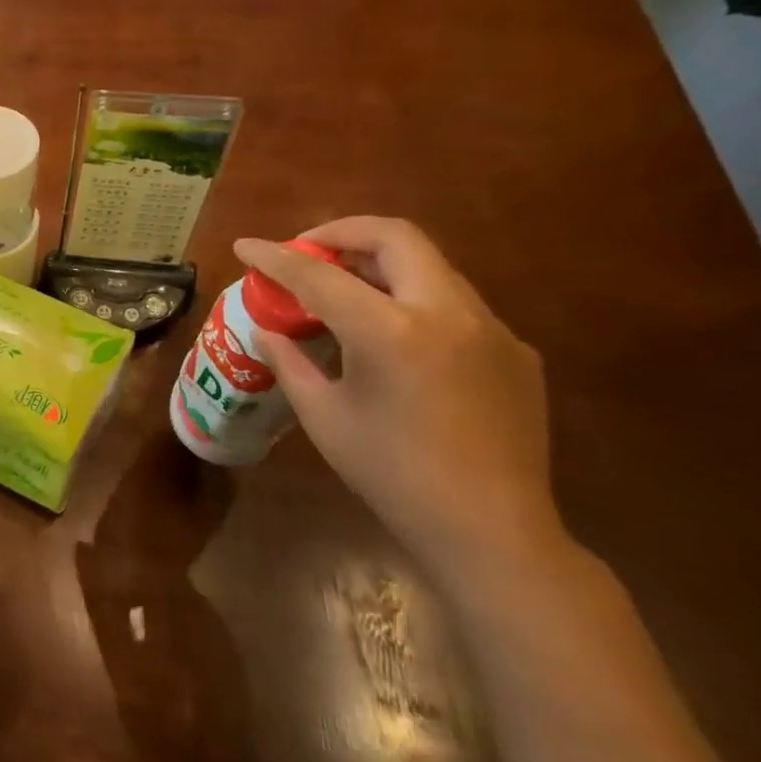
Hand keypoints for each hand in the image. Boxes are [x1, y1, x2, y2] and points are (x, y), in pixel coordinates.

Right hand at [234, 217, 566, 597]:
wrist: (490, 529)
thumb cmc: (391, 475)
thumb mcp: (324, 417)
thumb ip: (291, 363)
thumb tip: (269, 332)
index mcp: (391, 333)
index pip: (319, 275)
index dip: (275, 257)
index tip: (245, 246)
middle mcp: (447, 313)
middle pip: (395, 237)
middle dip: (341, 233)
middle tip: (307, 253)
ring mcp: (491, 328)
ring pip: (429, 265)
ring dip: (380, 264)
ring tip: (344, 292)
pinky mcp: (515, 349)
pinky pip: (454, 304)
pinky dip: (412, 300)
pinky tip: (395, 341)